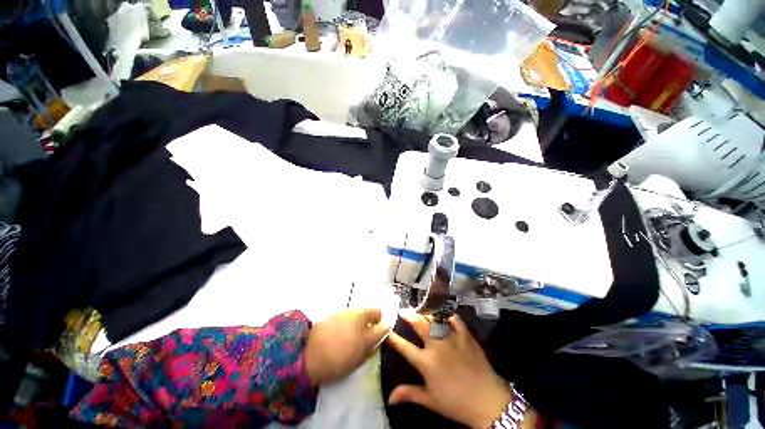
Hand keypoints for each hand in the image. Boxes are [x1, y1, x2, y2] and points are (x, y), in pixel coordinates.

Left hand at [305, 308, 388, 385]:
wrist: (307, 356)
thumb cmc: (334, 364)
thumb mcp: (356, 362)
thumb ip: (370, 350)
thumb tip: (377, 342)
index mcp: (366, 335)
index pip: (384, 326)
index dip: (384, 329)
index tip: (381, 333)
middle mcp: (360, 319)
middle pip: (374, 311)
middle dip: (375, 318)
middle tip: (368, 329)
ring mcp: (348, 312)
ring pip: (361, 311)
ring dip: (361, 318)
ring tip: (353, 330)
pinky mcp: (337, 311)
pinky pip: (349, 312)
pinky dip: (350, 318)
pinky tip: (342, 327)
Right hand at [386, 310, 516, 428]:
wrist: (488, 401)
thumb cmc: (456, 403)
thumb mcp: (431, 401)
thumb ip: (409, 394)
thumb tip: (389, 397)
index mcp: (426, 362)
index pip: (404, 347)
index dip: (393, 337)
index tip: (386, 329)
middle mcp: (436, 346)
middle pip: (419, 324)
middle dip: (408, 315)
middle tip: (402, 310)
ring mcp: (452, 338)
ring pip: (435, 318)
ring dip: (425, 313)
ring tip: (420, 310)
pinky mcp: (465, 335)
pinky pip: (454, 319)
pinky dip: (447, 314)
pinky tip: (443, 312)